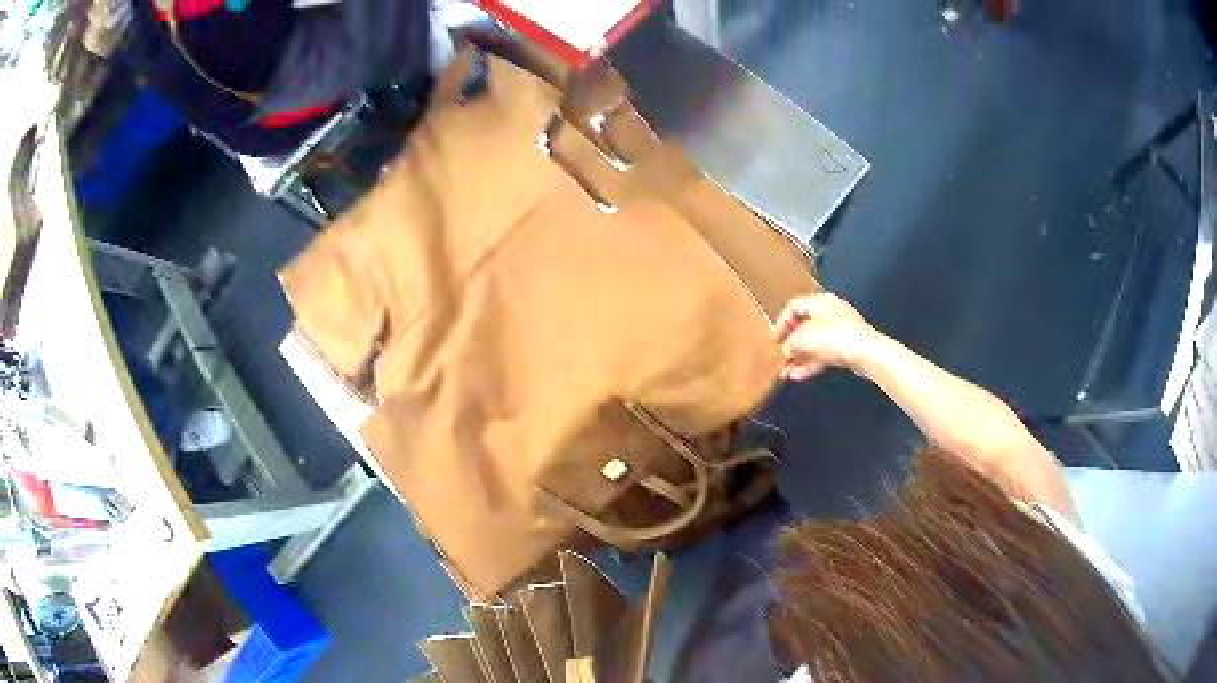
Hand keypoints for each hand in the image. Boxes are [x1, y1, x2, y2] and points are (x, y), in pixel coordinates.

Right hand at [772, 293, 878, 380]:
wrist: (867, 353)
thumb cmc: (835, 338)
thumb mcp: (806, 338)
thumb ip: (791, 343)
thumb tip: (786, 348)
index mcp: (820, 302)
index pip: (794, 306)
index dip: (782, 322)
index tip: (775, 339)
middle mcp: (830, 312)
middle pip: (804, 326)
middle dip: (790, 344)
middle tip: (780, 357)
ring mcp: (840, 330)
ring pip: (814, 343)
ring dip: (799, 358)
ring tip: (785, 372)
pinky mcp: (846, 347)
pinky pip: (823, 353)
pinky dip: (811, 363)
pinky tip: (798, 376)